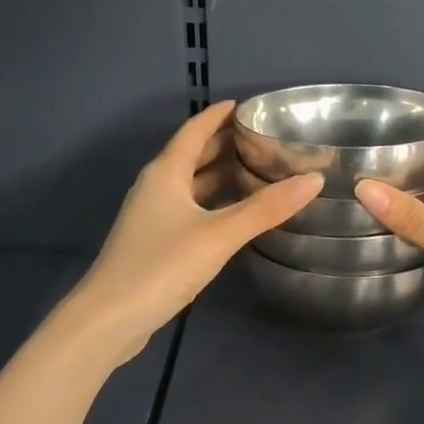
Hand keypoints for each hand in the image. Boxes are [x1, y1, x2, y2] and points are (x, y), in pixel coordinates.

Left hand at [62, 101, 322, 365]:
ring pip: (191, 184)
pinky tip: (235, 214)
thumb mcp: (219, 235)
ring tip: (257, 169)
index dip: (219, 114)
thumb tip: (314, 179)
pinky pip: (189, 208)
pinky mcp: (154, 242)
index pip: (195, 130)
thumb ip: (266, 208)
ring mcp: (152, 216)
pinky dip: (213, 202)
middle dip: (224, 143)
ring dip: (219, 174)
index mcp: (166, 172)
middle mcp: (156, 187)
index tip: (247, 104)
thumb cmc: (162, 266)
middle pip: (192, 154)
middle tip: (263, 137)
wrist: (109, 319)